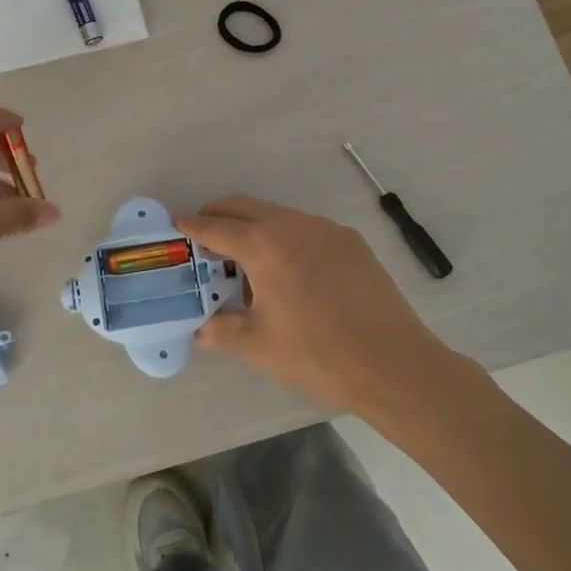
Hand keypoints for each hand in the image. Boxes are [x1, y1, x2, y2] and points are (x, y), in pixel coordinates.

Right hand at [176, 196, 471, 412]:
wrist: (393, 363)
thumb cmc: (316, 353)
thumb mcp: (258, 346)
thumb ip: (222, 330)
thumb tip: (202, 328)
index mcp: (263, 245)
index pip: (216, 227)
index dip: (192, 226)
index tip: (177, 223)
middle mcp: (292, 225)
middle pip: (245, 207)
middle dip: (219, 216)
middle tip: (204, 236)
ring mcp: (326, 230)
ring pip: (278, 216)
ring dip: (254, 227)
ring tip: (248, 260)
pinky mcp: (351, 242)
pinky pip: (306, 229)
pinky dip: (286, 238)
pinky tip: (292, 271)